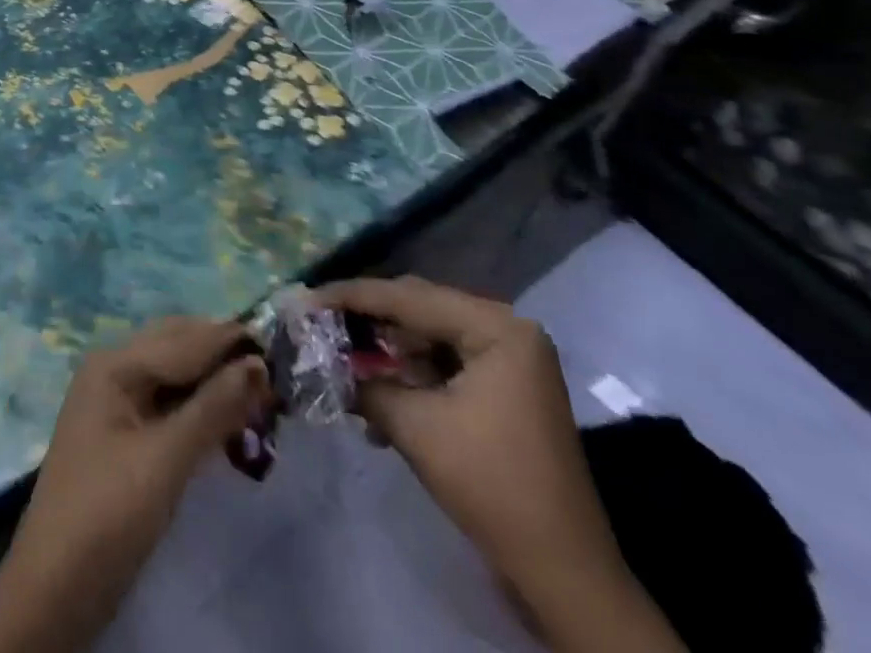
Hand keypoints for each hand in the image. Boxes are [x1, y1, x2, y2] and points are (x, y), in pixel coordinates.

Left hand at [0, 317, 271, 652]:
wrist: (52, 590)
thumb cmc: (107, 515)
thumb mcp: (165, 461)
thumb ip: (212, 409)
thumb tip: (258, 364)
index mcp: (116, 364)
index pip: (186, 339)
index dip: (232, 342)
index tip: (281, 349)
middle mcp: (113, 369)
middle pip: (178, 347)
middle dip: (223, 357)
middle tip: (273, 378)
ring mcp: (115, 400)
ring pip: (174, 374)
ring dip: (213, 382)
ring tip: (259, 399)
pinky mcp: (122, 433)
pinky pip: (166, 402)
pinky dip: (198, 407)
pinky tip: (226, 423)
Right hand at [317, 278, 683, 652]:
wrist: (564, 574)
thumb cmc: (492, 485)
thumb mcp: (415, 427)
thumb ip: (364, 383)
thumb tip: (320, 361)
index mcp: (496, 326)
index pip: (408, 298)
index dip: (351, 297)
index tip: (306, 297)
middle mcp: (506, 329)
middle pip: (419, 309)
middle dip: (367, 320)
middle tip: (318, 322)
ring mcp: (510, 360)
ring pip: (429, 337)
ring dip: (386, 352)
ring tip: (342, 361)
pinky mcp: (505, 389)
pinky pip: (445, 364)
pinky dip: (410, 376)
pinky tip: (376, 396)